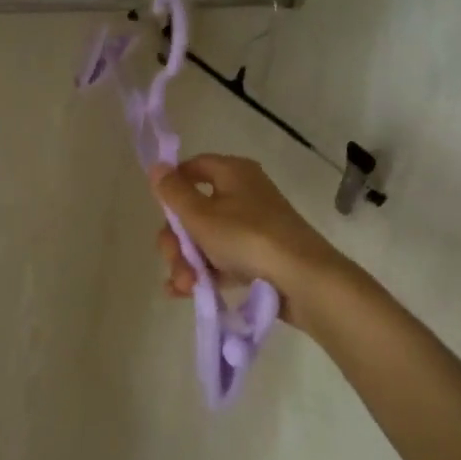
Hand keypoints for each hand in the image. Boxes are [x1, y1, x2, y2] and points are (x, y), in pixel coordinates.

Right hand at [150, 155, 341, 318]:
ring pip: (206, 239)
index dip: (173, 184)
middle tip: (174, 260)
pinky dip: (205, 273)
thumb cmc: (247, 238)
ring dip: (187, 262)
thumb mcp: (200, 215)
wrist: (304, 281)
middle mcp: (245, 194)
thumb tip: (156, 166)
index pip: (195, 167)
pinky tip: (187, 292)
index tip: (159, 208)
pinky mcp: (260, 257)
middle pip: (195, 210)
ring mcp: (254, 227)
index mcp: (233, 173)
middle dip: (177, 239)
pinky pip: (223, 260)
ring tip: (185, 286)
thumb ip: (173, 192)